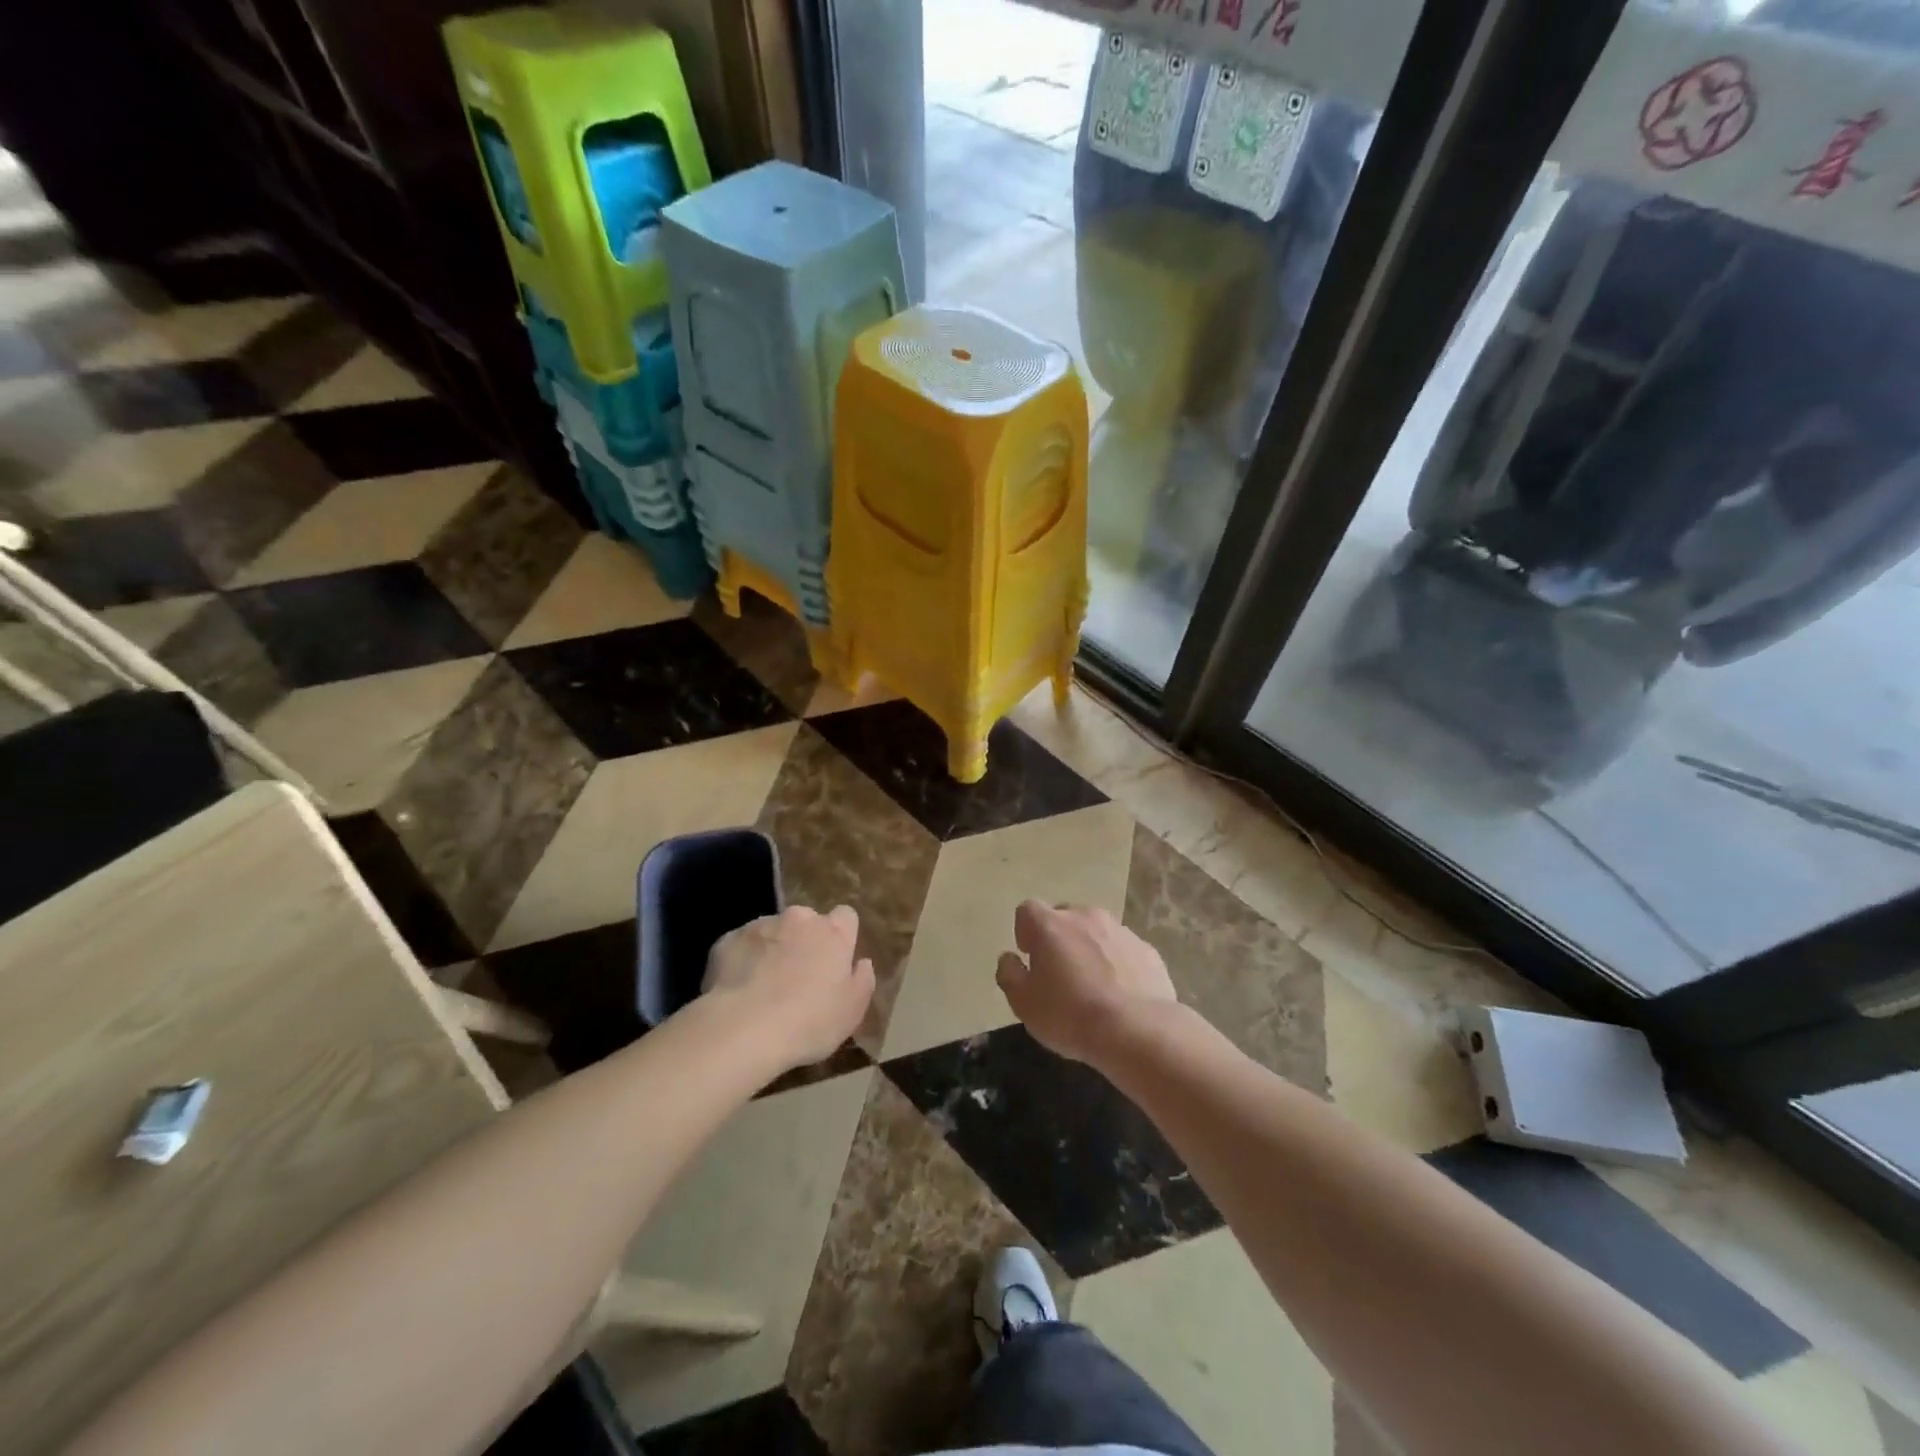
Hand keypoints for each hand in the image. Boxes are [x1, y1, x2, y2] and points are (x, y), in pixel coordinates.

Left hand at [702, 905, 874, 1068]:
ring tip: (764, 988)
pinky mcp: (728, 940)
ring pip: (772, 931)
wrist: (743, 1029)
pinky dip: (743, 960)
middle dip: (804, 942)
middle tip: (799, 978)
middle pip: (807, 922)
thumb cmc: (809, 1022)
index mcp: (833, 933)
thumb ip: (862, 981)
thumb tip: (862, 963)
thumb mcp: (852, 1012)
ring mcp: (760, 925)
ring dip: (773, 949)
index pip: (846, 916)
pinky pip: (741, 945)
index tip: (835, 961)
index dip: (842, 937)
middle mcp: (798, 919)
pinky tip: (739, 990)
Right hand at [996, 901, 1177, 1063]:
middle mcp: (1085, 916)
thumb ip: (1009, 974)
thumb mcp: (1024, 1003)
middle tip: (1060, 973)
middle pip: (1065, 916)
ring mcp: (1120, 930)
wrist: (1136, 1030)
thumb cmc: (1069, 1015)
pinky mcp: (1147, 950)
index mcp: (1050, 925)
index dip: (1025, 932)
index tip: (1030, 958)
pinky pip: (1124, 950)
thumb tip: (1009, 958)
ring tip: (1093, 986)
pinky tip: (1121, 994)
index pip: (1027, 910)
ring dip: (1090, 949)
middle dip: (1059, 938)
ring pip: (1097, 931)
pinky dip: (1118, 964)